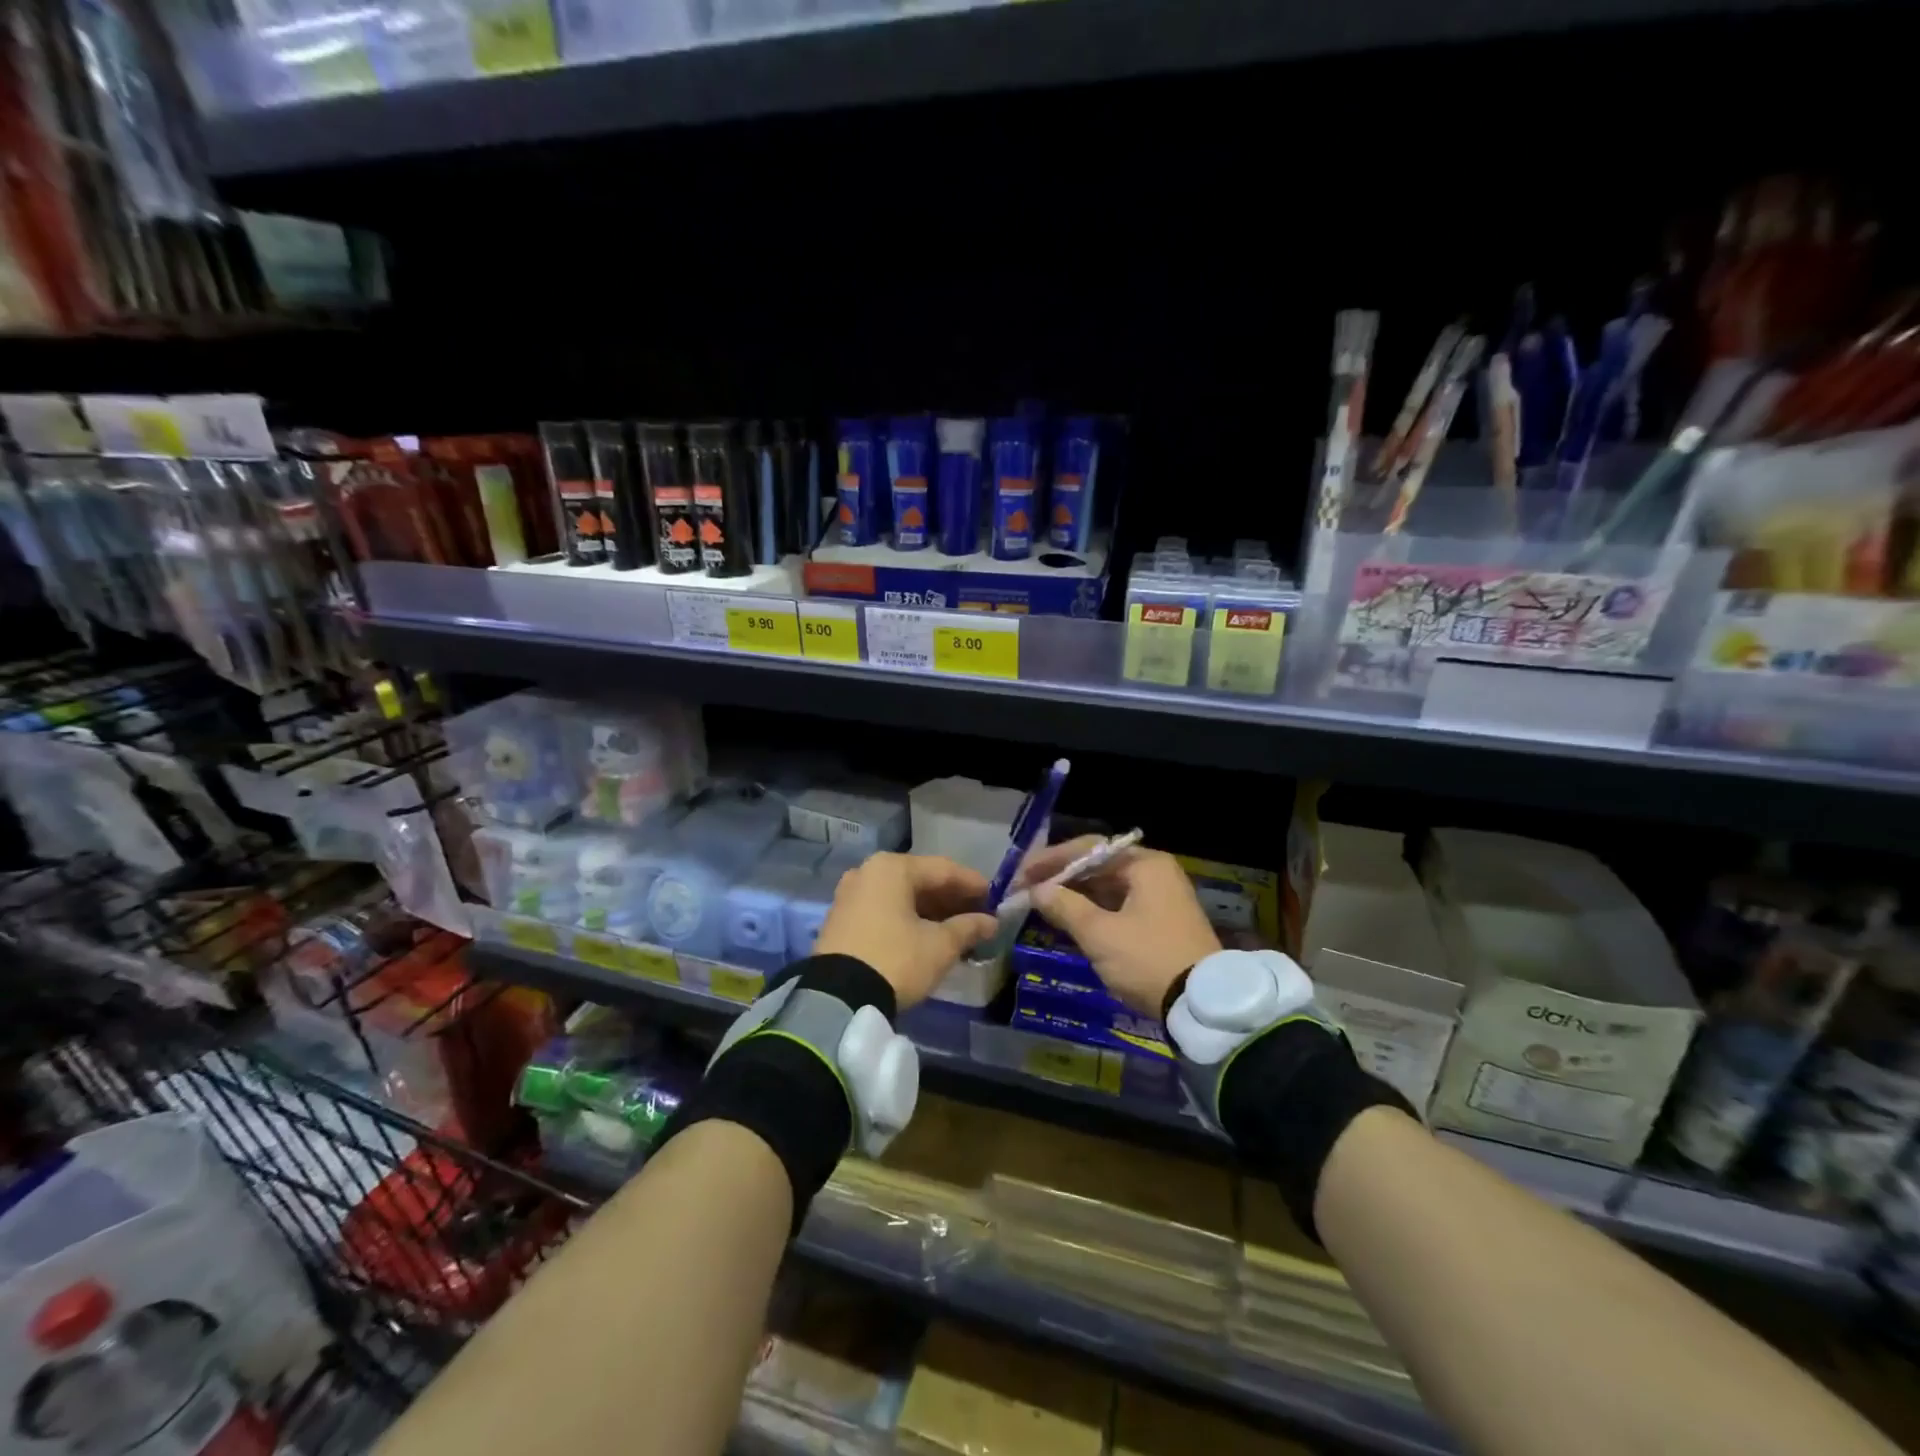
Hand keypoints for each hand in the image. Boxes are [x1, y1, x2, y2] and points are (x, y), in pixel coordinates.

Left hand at [814, 853, 997, 1010]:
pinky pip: (883, 910)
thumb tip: (990, 922)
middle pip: (920, 880)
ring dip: (930, 911)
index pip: (943, 869)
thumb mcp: (939, 946)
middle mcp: (868, 872)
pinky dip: (907, 919)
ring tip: (957, 930)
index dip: (973, 884)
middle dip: (951, 899)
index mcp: (892, 868)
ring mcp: (850, 895)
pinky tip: (926, 936)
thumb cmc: (896, 959)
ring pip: (901, 896)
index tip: (995, 898)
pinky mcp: (841, 919)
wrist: (837, 998)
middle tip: (978, 917)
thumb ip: (968, 928)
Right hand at [1017, 837, 1220, 1017]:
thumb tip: (1037, 890)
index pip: (1088, 849)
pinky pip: (1117, 906)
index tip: (1021, 875)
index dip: (1051, 860)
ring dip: (1074, 896)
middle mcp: (1155, 873)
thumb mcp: (1101, 934)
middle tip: (1026, 890)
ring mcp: (1160, 898)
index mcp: (1144, 864)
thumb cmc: (1149, 959)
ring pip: (1106, 888)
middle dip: (1060, 878)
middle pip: (1097, 866)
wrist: (1203, 1006)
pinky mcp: (1160, 923)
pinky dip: (1091, 912)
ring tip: (1039, 905)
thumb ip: (1064, 906)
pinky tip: (1067, 921)